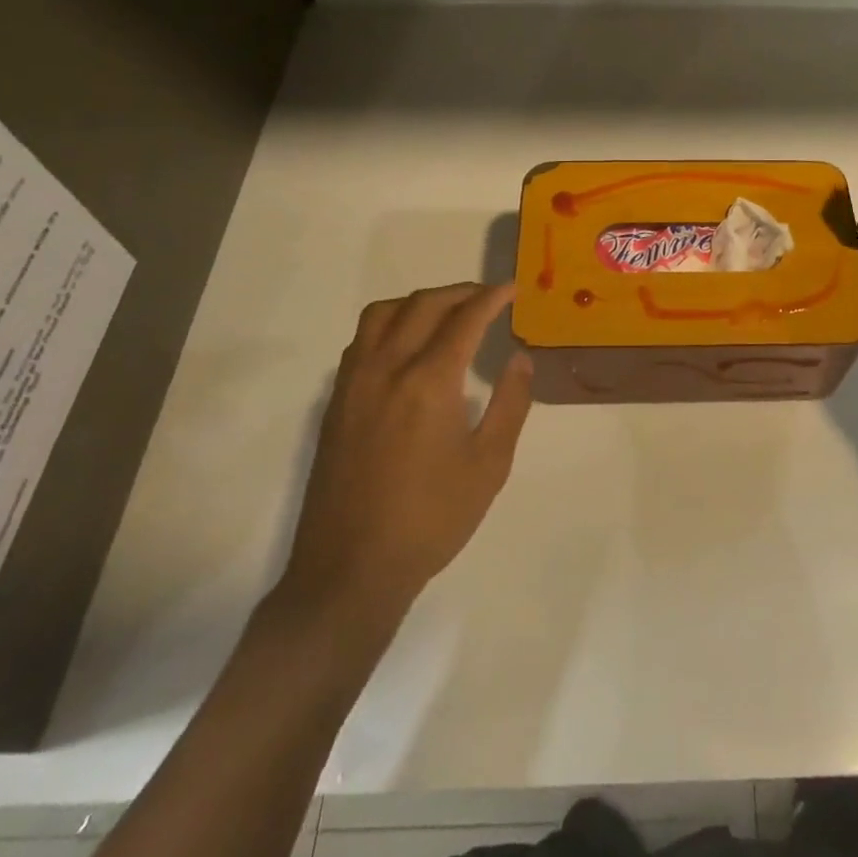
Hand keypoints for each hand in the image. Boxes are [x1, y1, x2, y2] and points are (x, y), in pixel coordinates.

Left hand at [277, 283, 533, 621]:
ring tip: (446, 312)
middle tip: (487, 297)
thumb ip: (510, 403)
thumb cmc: (431, 518)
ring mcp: (354, 383)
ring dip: (418, 301)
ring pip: (382, 314)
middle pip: (422, 305)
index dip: (491, 297)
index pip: (464, 318)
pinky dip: (389, 323)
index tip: (511, 288)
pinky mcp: (336, 402)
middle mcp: (387, 368)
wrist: (351, 568)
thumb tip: (521, 358)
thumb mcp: (489, 464)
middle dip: (459, 292)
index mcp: (429, 381)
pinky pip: (361, 339)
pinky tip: (406, 345)